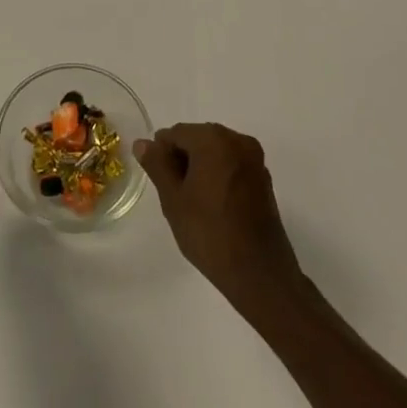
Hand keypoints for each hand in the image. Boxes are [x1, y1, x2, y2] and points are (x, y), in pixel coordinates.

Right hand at [135, 123, 303, 306]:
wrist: (259, 274)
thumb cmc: (210, 233)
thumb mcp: (173, 199)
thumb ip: (156, 165)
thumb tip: (143, 143)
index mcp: (214, 139)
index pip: (176, 133)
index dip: (162, 154)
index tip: (159, 181)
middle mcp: (237, 140)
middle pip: (198, 138)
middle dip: (182, 159)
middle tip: (174, 193)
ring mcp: (254, 159)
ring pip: (216, 151)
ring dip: (200, 167)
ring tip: (193, 202)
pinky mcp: (264, 178)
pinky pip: (232, 164)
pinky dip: (219, 175)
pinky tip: (213, 204)